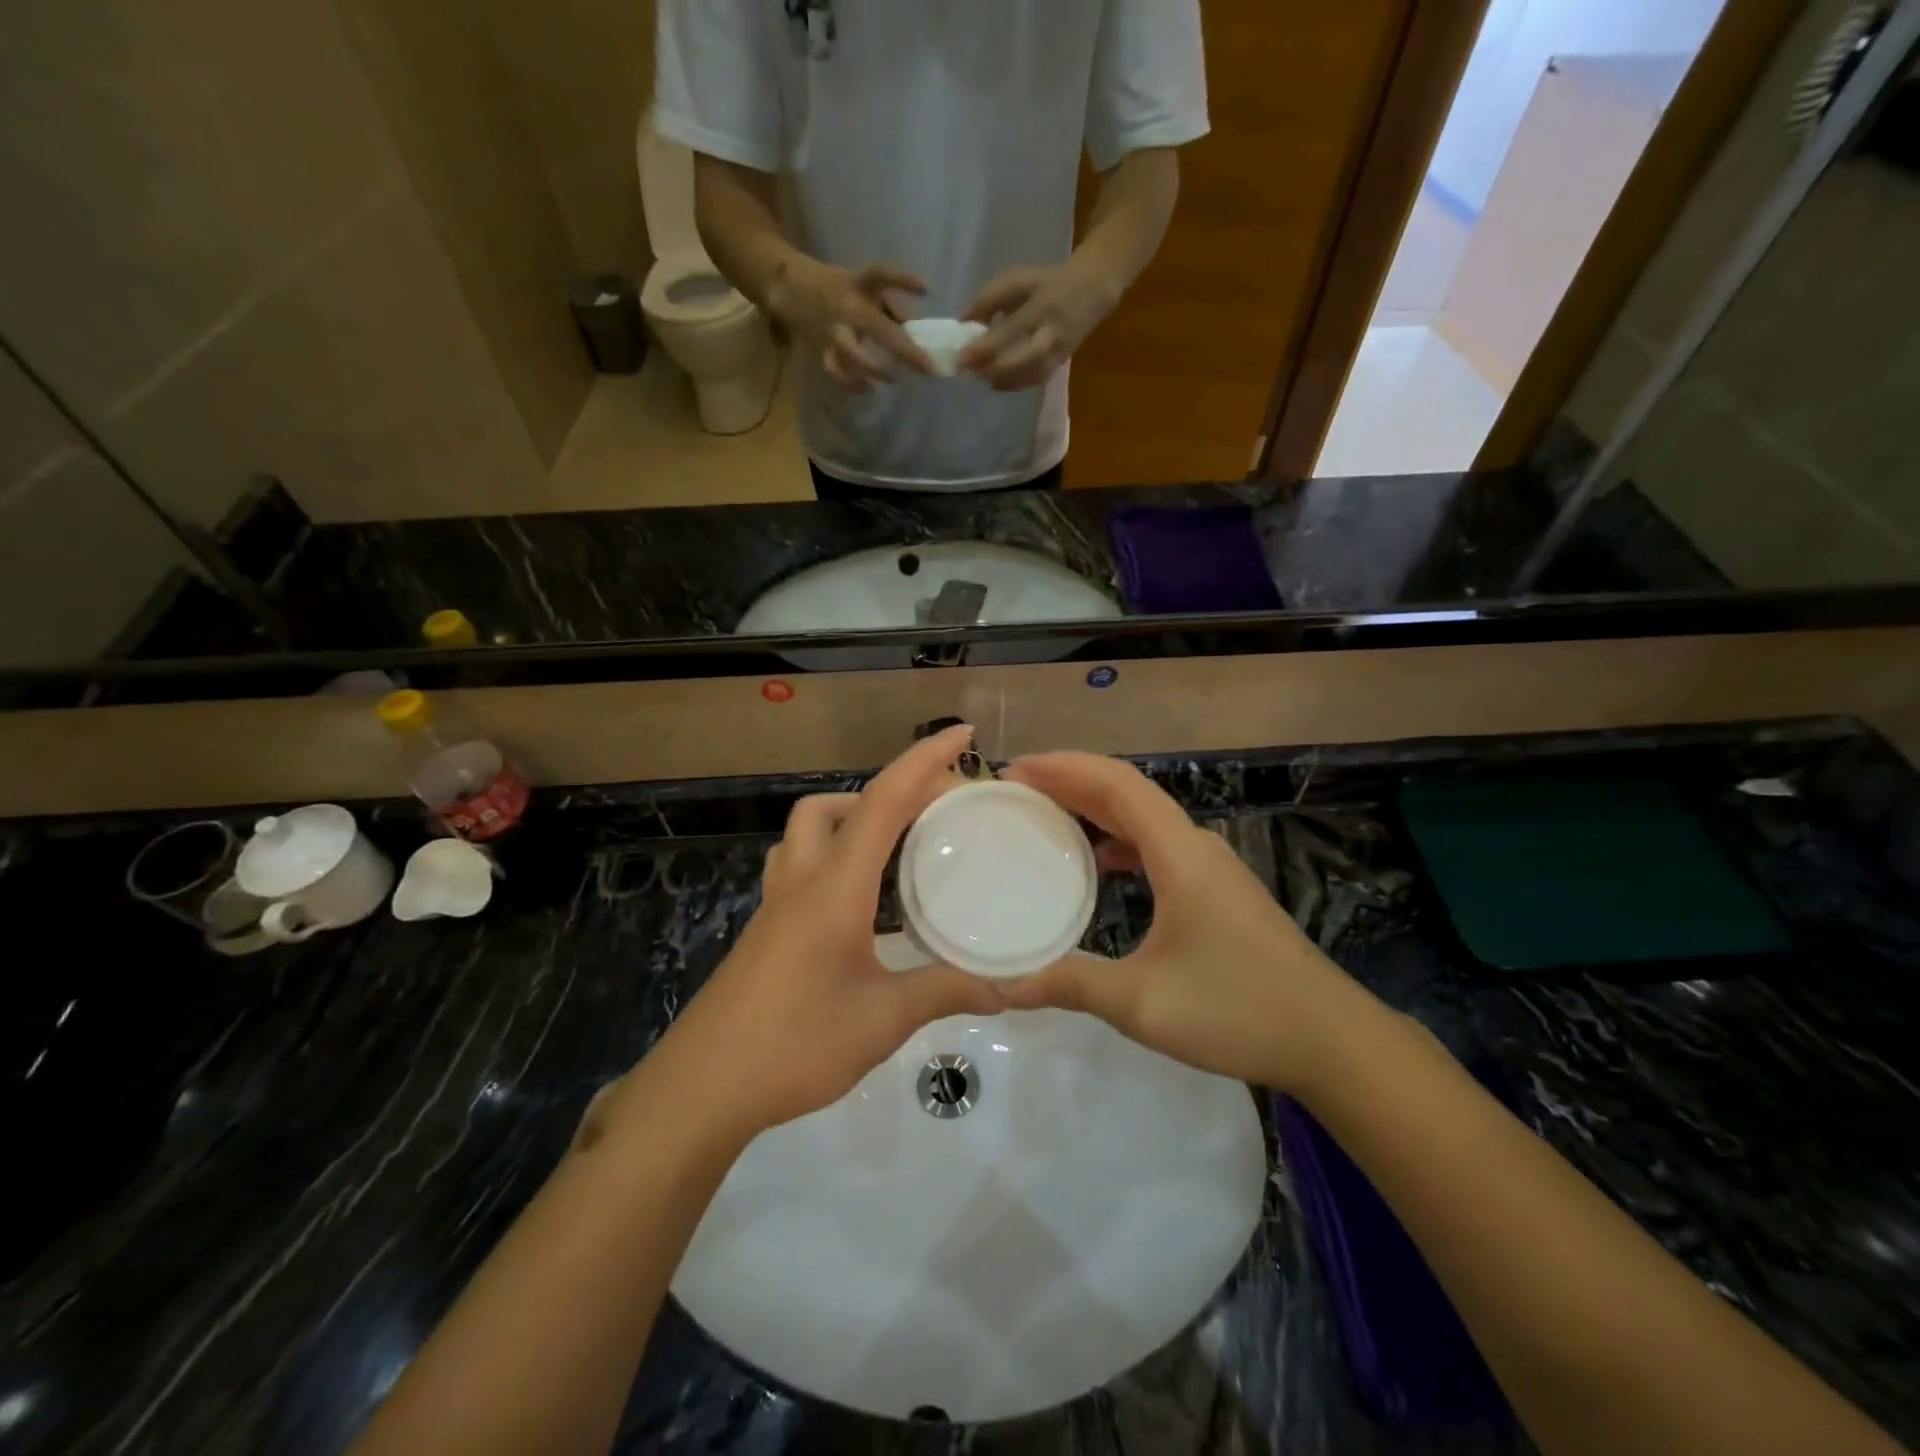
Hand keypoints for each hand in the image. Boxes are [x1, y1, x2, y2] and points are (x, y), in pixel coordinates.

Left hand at [637, 726, 1001, 1142]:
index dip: (924, 761)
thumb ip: (944, 992)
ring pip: (808, 829)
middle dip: (890, 789)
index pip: (883, 802)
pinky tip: (858, 895)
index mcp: (835, 888)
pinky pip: (800, 863)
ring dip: (852, 816)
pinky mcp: (766, 928)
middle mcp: (803, 881)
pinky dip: (833, 852)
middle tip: (938, 809)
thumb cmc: (794, 1047)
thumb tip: (1004, 985)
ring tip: (896, 843)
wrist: (702, 1089)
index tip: (963, 734)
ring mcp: (777, 904)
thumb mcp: (882, 1021)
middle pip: (838, 804)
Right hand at [771, 257, 935, 391]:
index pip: (881, 275)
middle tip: (928, 368)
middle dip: (904, 350)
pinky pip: (836, 370)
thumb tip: (918, 332)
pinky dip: (851, 383)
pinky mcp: (822, 349)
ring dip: (873, 369)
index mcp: (859, 285)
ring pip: (851, 353)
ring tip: (893, 380)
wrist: (791, 287)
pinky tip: (869, 389)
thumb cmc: (839, 289)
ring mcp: (833, 330)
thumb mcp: (865, 288)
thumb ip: (891, 307)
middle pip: (877, 328)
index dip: (903, 281)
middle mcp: (847, 308)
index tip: (925, 289)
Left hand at [958, 257, 1121, 390]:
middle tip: (971, 373)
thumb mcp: (1019, 279)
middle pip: (1026, 357)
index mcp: (1041, 305)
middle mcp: (1052, 331)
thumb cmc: (1048, 281)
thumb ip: (991, 298)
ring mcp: (1060, 350)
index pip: (1011, 329)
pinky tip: (996, 383)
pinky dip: (1015, 384)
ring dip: (1005, 380)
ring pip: (1033, 374)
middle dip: (997, 368)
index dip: (986, 345)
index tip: (962, 356)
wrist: (1094, 288)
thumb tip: (964, 321)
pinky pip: (1037, 379)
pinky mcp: (1061, 362)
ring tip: (980, 378)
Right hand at [1000, 753, 1362, 1092]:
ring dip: (1094, 807)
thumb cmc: (1238, 1010)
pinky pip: (1156, 845)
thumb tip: (1004, 986)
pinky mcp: (1217, 890)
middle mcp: (1195, 846)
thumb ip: (1072, 986)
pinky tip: (1097, 863)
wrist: (1331, 1039)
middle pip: (1127, 792)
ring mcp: (1210, 867)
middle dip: (1071, 781)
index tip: (1016, 769)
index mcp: (1179, 853)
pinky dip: (1118, 839)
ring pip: (1143, 817)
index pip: (1116, 784)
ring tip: (1046, 814)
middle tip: (1017, 787)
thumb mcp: (1144, 1002)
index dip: (1064, 768)